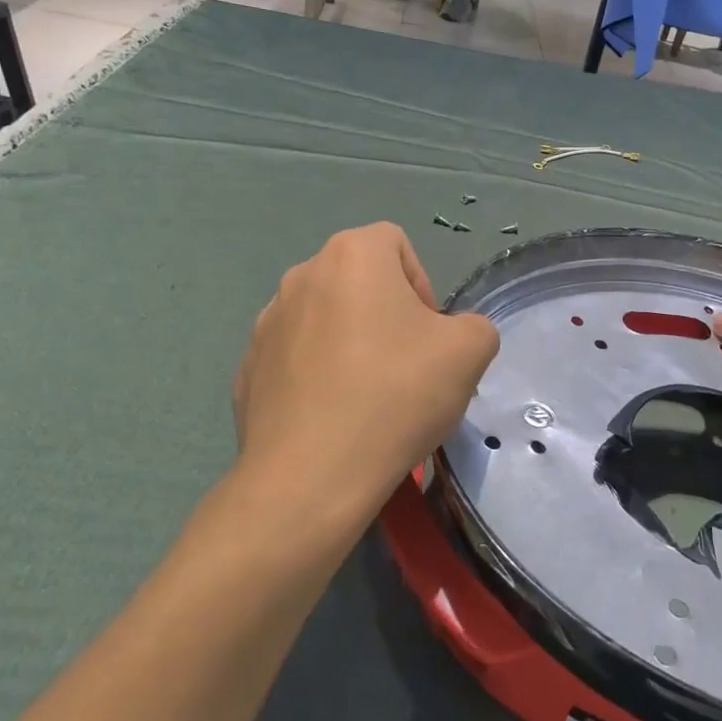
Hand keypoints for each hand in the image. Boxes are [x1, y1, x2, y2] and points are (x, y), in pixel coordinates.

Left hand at [231, 224, 498, 524]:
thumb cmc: (395, 396)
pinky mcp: (247, 369)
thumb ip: (474, 326)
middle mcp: (301, 276)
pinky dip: (316, 377)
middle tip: (406, 366)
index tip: (428, 335)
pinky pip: (294, 360)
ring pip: (324, 319)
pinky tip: (332, 418)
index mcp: (351, 256)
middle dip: (387, 315)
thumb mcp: (470, 353)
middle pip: (358, 281)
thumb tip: (452, 336)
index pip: (395, 244)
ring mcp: (265, 324)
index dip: (421, 284)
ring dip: (350, 344)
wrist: (312, 476)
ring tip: (368, 397)